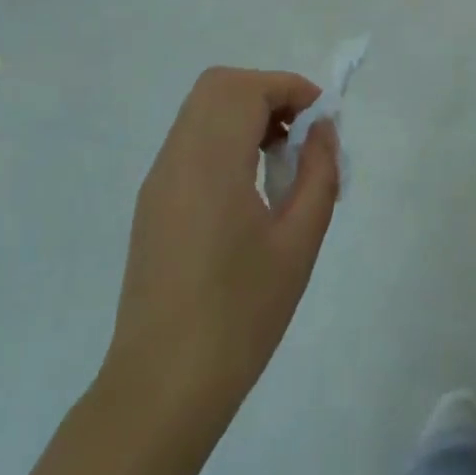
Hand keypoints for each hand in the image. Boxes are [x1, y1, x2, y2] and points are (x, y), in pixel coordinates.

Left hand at [104, 67, 339, 444]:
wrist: (163, 386)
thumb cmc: (240, 315)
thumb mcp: (298, 243)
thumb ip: (318, 174)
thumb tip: (322, 130)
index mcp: (209, 164)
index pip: (245, 90)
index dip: (289, 88)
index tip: (322, 118)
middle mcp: (176, 159)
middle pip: (218, 88)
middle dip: (266, 94)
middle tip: (301, 133)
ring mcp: (158, 181)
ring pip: (201, 112)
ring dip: (245, 115)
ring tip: (281, 160)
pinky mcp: (153, 203)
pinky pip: (190, 143)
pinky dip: (225, 138)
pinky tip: (251, 186)